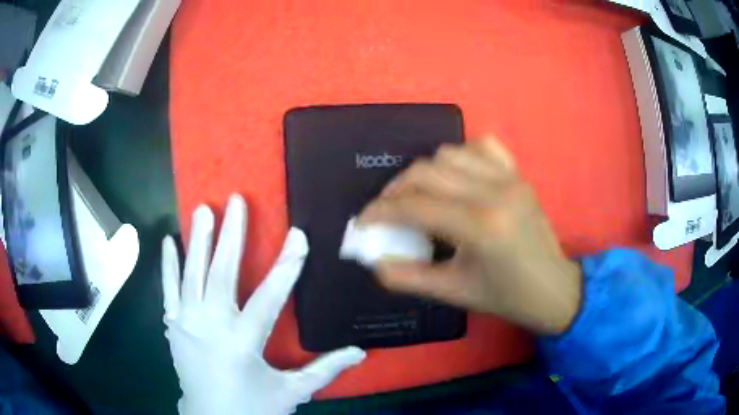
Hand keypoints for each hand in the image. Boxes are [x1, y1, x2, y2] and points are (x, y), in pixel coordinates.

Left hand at [161, 195, 364, 414]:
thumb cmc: (251, 407)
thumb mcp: (290, 392)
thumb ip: (324, 370)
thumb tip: (359, 352)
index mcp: (242, 343)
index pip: (268, 297)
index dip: (286, 266)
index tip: (297, 235)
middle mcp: (210, 326)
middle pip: (221, 273)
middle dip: (231, 235)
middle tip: (236, 201)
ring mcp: (186, 323)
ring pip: (192, 274)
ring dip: (197, 240)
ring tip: (202, 209)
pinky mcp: (173, 326)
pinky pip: (168, 288)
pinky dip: (168, 264)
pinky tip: (168, 240)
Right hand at [358, 137, 581, 334]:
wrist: (553, 289)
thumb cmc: (506, 297)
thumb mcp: (453, 292)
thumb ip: (408, 277)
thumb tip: (374, 260)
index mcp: (479, 226)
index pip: (415, 206)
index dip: (380, 211)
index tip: (363, 222)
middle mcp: (494, 192)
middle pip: (427, 171)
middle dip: (395, 189)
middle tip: (385, 211)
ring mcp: (509, 178)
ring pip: (450, 153)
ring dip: (424, 171)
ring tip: (417, 195)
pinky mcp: (518, 175)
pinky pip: (482, 147)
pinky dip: (460, 156)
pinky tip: (455, 176)